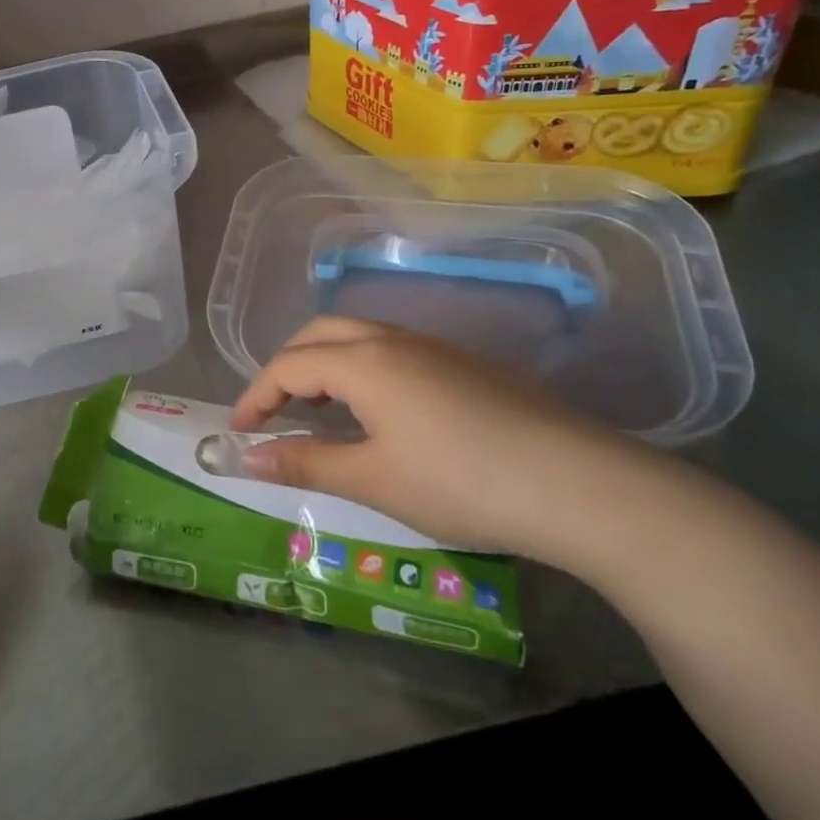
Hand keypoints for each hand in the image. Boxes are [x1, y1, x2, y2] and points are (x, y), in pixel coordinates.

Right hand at [233, 316, 660, 563]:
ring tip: (319, 409)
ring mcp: (435, 348)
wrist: (580, 485)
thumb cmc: (461, 483)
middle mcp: (393, 340)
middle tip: (273, 409)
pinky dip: (362, 369)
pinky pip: (393, 350)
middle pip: (320, 334)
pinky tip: (380, 411)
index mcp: (363, 361)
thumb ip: (304, 463)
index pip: (288, 366)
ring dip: (325, 363)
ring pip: (360, 337)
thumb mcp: (373, 480)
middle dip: (286, 366)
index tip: (239, 431)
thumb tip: (244, 457)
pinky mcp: (467, 365)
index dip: (256, 396)